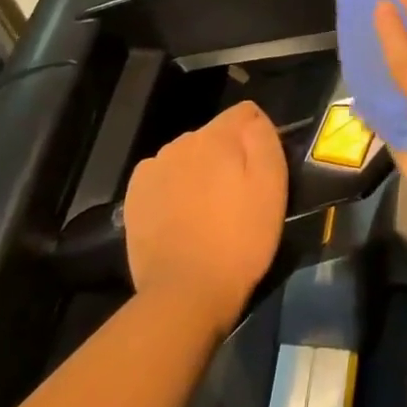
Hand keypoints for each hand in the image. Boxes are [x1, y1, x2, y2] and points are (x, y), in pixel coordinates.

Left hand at [122, 101, 286, 331]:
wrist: (185, 293)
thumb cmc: (240, 239)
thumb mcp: (272, 186)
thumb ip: (264, 139)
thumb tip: (253, 119)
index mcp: (217, 136)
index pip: (245, 112)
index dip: (257, 137)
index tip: (261, 170)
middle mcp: (181, 142)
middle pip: (214, 135)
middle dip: (227, 155)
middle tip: (237, 197)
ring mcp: (153, 168)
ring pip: (187, 156)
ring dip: (199, 172)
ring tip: (208, 212)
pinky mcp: (134, 196)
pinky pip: (164, 177)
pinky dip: (174, 189)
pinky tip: (181, 218)